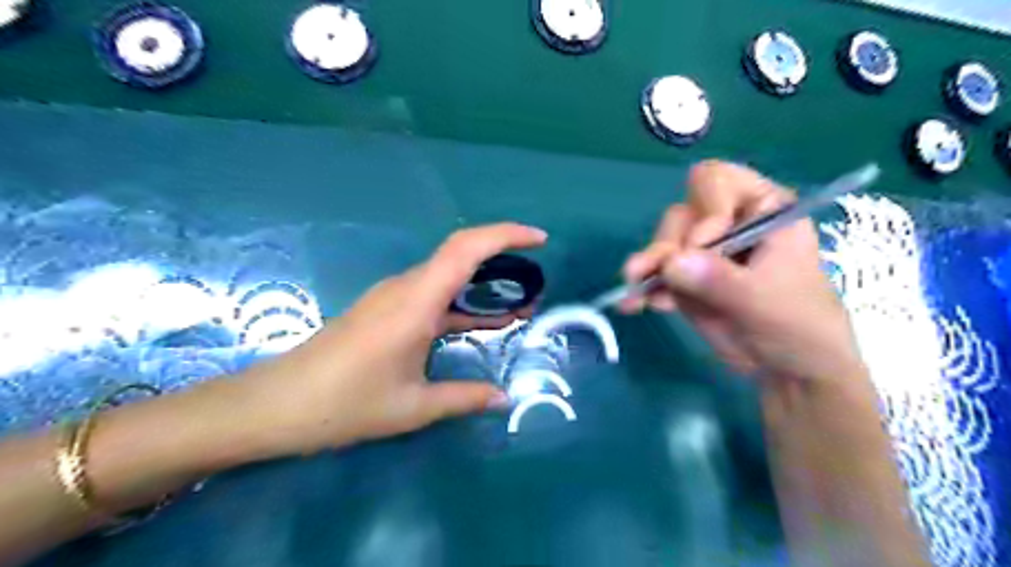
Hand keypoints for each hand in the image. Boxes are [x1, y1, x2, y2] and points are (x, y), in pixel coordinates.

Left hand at [233, 221, 549, 454]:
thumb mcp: (413, 407)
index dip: (505, 234)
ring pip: (448, 275)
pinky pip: (433, 294)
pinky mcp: (386, 309)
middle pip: (460, 254)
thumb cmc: (345, 403)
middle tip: (535, 282)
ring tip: (518, 306)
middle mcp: (406, 288)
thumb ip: (464, 398)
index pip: (466, 248)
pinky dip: (463, 302)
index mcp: (416, 302)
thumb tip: (505, 398)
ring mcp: (394, 296)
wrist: (277, 404)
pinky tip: (480, 323)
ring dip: (484, 285)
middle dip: (503, 259)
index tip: (539, 240)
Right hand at [621, 159, 863, 385]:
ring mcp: (703, 252)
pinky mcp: (686, 279)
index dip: (705, 208)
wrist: (788, 367)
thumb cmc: (799, 324)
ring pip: (663, 243)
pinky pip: (656, 274)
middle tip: (667, 274)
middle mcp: (726, 223)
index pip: (718, 181)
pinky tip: (634, 304)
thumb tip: (671, 263)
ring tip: (635, 289)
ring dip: (647, 265)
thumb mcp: (765, 298)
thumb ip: (719, 278)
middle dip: (669, 244)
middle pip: (681, 214)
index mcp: (760, 209)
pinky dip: (643, 288)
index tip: (706, 245)